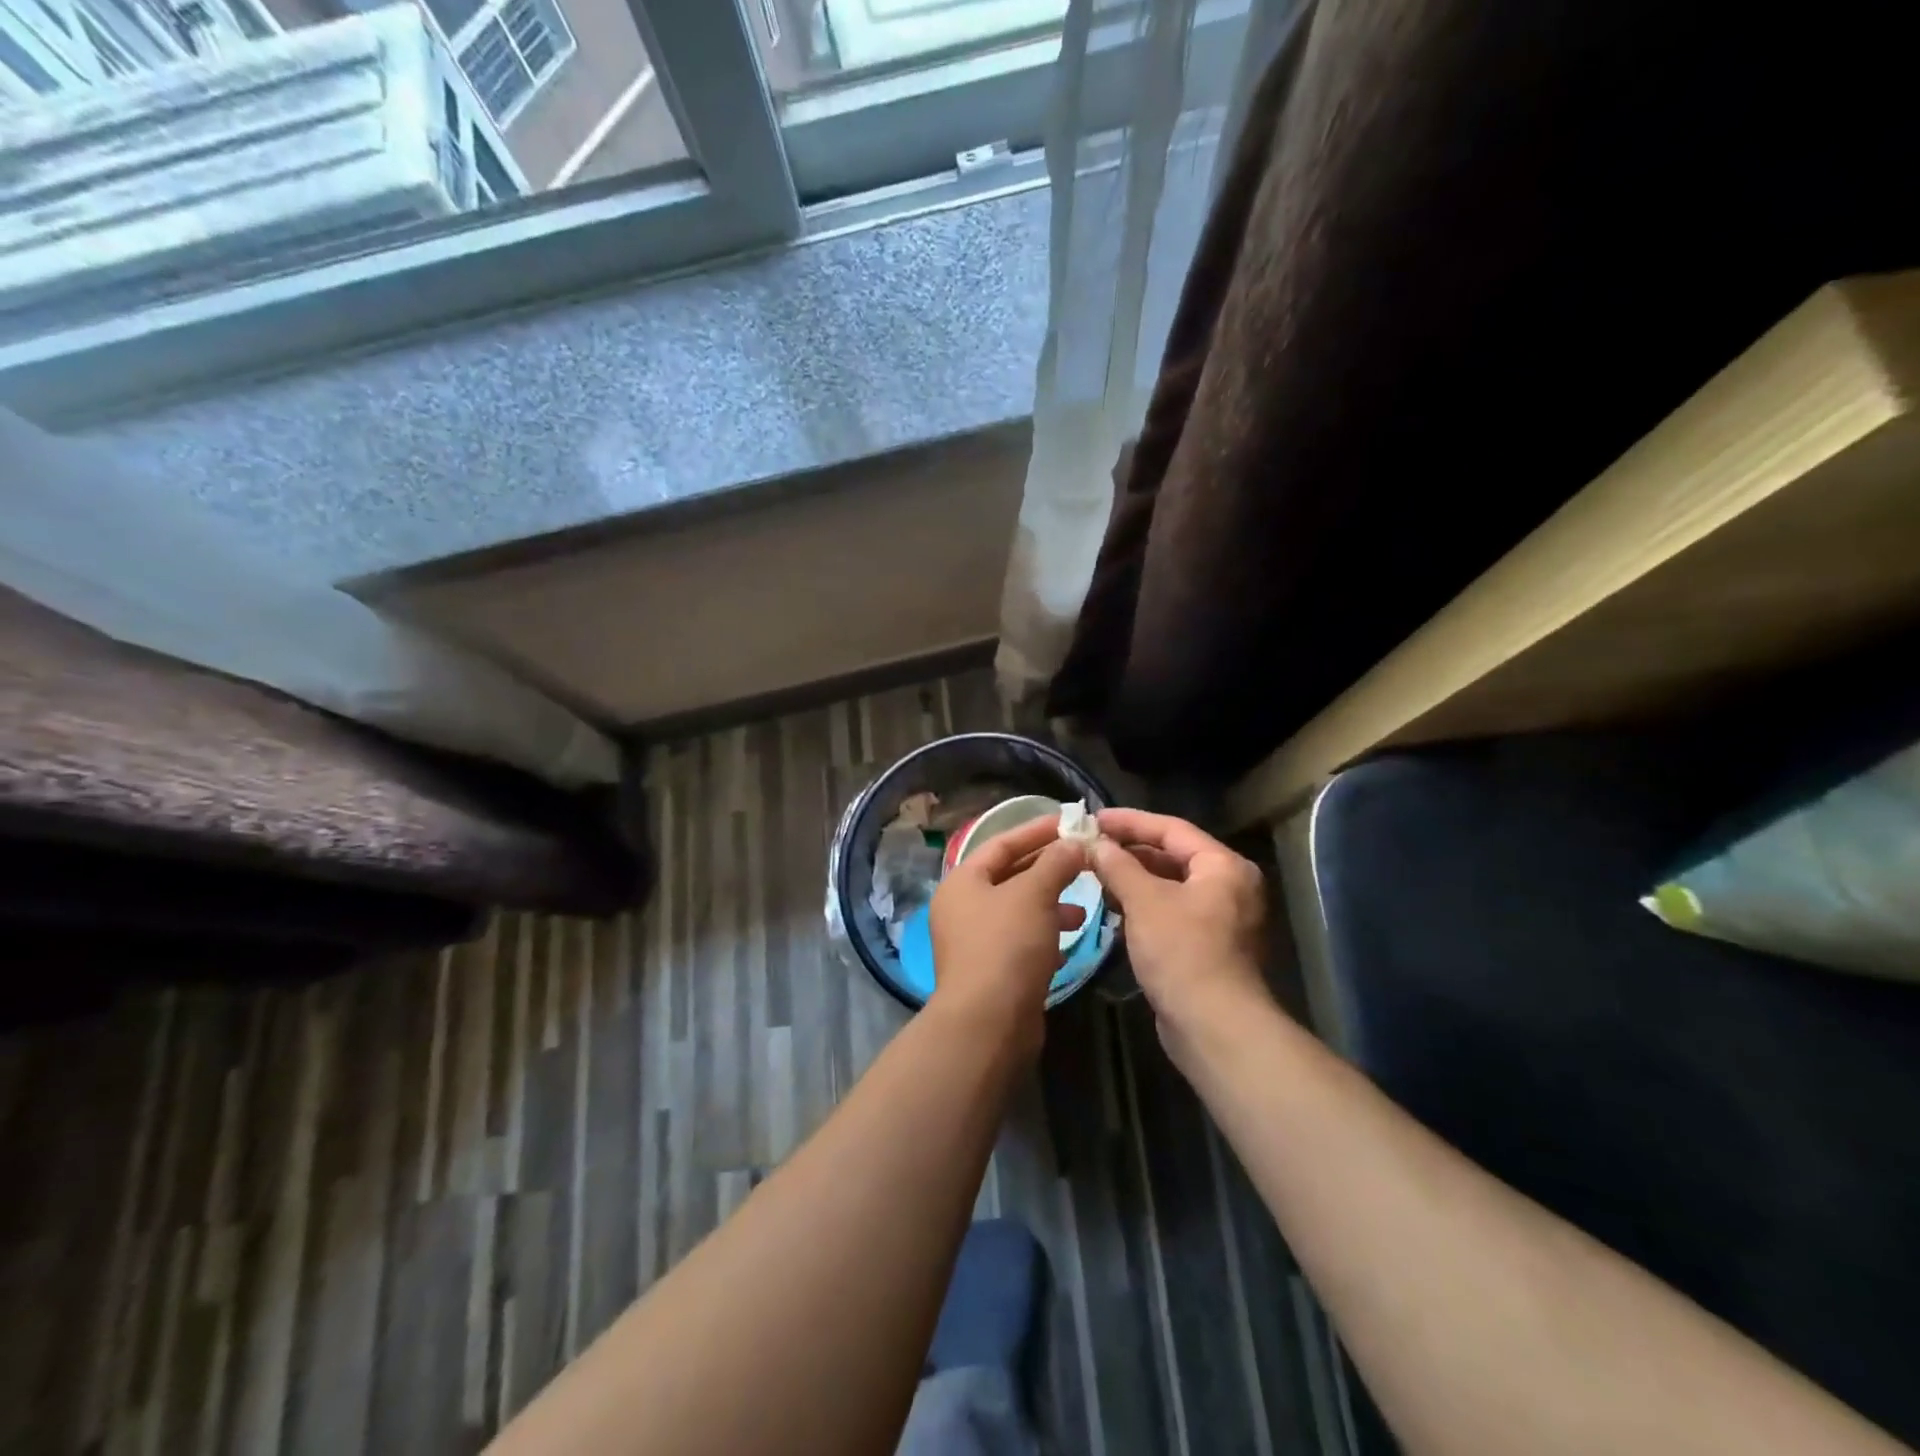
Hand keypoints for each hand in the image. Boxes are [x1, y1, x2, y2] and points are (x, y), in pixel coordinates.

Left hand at [929, 815, 1088, 1055]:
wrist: (988, 1023)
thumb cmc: (1007, 945)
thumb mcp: (1035, 895)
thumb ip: (1056, 863)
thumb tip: (1074, 843)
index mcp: (963, 881)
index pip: (1002, 843)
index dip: (1037, 831)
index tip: (1071, 822)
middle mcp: (963, 908)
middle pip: (1010, 876)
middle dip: (1049, 869)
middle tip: (1085, 862)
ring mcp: (975, 942)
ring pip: (1019, 911)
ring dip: (1052, 905)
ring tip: (1083, 909)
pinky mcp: (992, 971)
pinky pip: (1022, 942)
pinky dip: (1045, 937)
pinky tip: (1068, 943)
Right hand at [1089, 809, 1271, 1053]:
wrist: (1213, 1026)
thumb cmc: (1182, 951)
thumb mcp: (1145, 901)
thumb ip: (1118, 866)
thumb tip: (1096, 843)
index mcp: (1223, 866)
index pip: (1172, 829)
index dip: (1130, 821)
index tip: (1093, 818)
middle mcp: (1229, 886)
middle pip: (1173, 855)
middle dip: (1130, 851)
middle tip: (1090, 845)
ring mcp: (1221, 918)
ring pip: (1170, 885)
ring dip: (1133, 878)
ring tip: (1095, 872)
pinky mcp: (1207, 945)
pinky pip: (1171, 910)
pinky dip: (1143, 904)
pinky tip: (1113, 906)